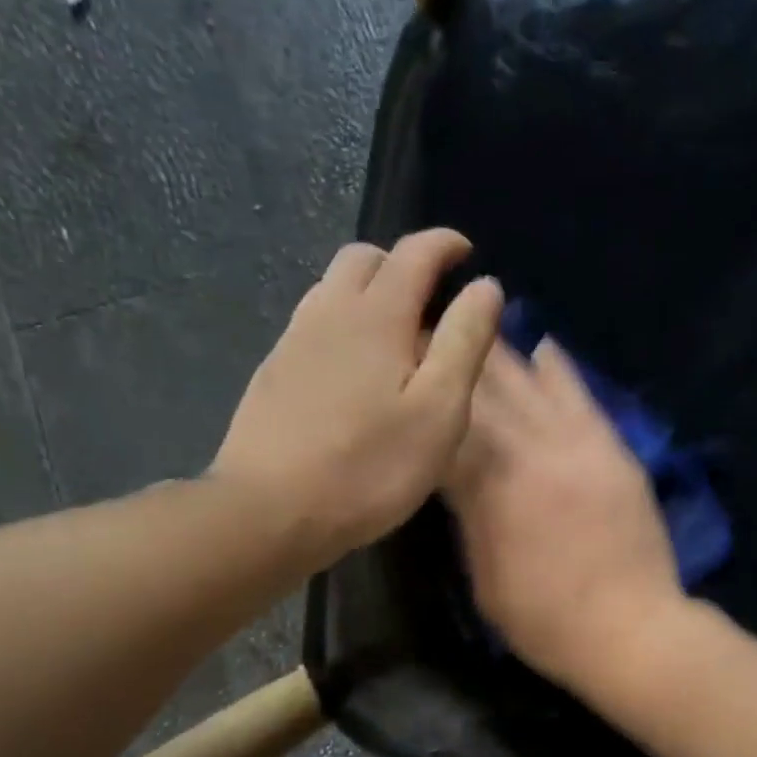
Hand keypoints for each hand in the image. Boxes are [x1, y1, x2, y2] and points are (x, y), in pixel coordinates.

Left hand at [213, 229, 502, 566]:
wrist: (270, 511)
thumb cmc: (369, 467)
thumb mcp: (438, 411)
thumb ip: (464, 342)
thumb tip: (486, 286)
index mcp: (377, 316)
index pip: (414, 254)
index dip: (445, 244)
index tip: (467, 253)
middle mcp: (329, 313)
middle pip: (364, 258)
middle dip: (402, 263)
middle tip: (431, 298)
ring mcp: (293, 341)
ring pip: (331, 289)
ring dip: (368, 291)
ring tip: (396, 333)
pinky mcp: (273, 374)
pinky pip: (313, 324)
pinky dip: (342, 323)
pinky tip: (354, 369)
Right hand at [445, 338, 684, 689]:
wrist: (631, 629)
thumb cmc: (544, 620)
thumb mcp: (484, 576)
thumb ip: (468, 516)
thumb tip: (453, 475)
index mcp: (487, 487)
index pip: (442, 423)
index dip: (418, 390)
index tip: (397, 364)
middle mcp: (528, 451)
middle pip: (481, 390)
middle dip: (450, 356)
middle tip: (426, 328)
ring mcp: (575, 444)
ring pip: (528, 384)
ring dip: (498, 352)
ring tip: (474, 321)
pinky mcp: (611, 449)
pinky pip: (582, 398)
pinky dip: (559, 370)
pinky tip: (543, 345)